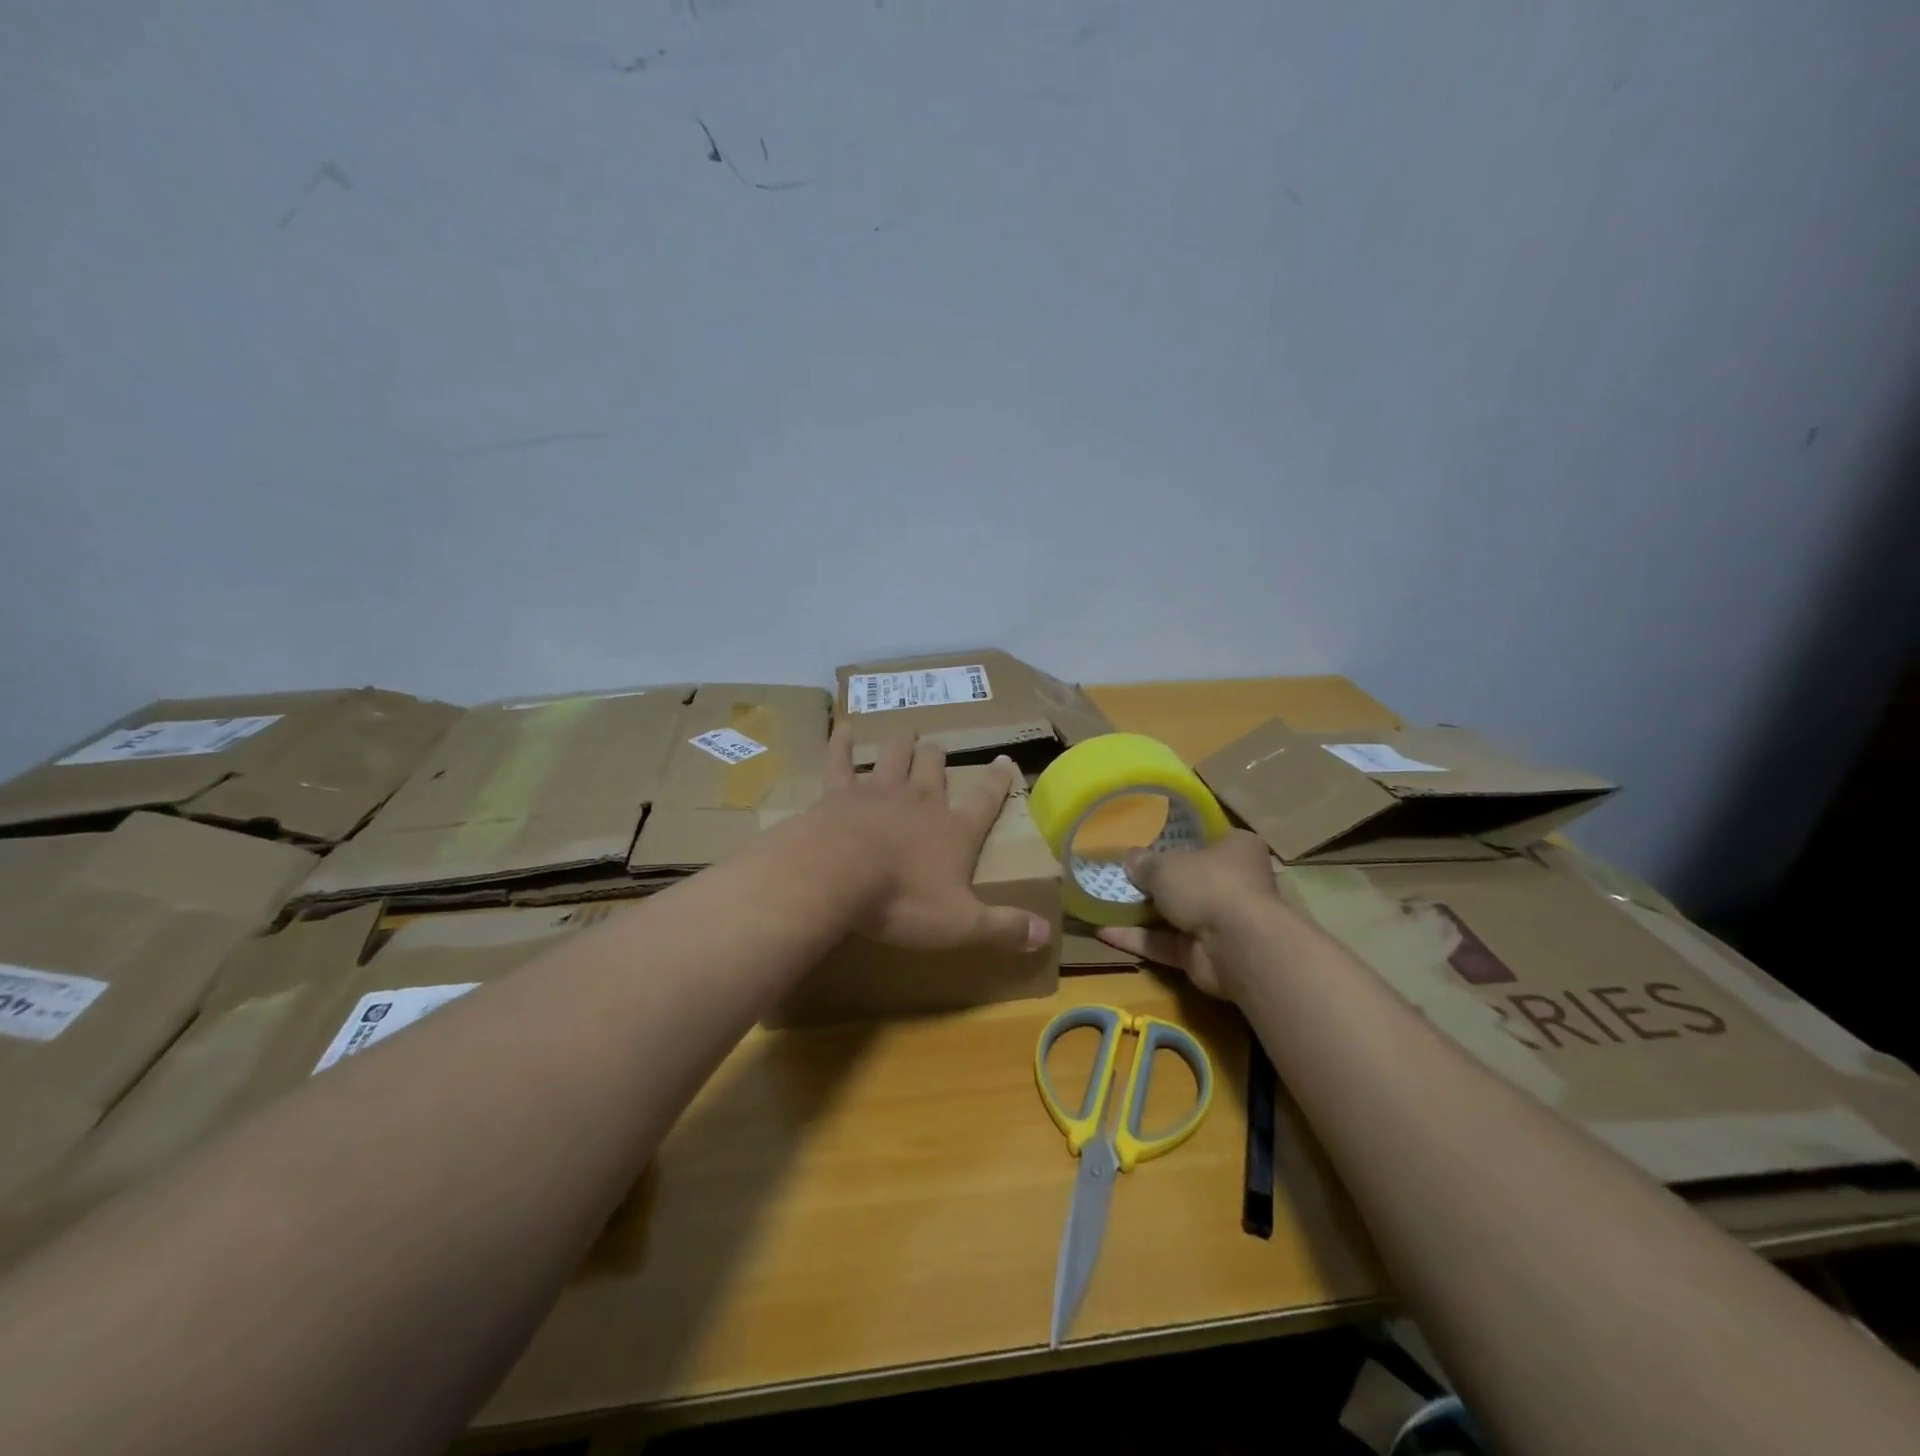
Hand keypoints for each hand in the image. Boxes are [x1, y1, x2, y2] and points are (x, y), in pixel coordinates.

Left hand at [820, 726, 1052, 954]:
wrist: (838, 876)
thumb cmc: (903, 901)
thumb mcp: (960, 924)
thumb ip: (1003, 927)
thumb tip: (1046, 934)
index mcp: (953, 830)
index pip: (985, 800)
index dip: (997, 781)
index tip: (1005, 760)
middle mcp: (920, 801)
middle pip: (933, 768)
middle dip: (937, 756)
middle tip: (937, 748)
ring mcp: (878, 792)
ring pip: (894, 757)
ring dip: (900, 745)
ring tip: (905, 733)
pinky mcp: (839, 793)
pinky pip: (841, 761)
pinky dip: (842, 744)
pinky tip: (843, 729)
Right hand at [1094, 829, 1277, 997]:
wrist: (1235, 945)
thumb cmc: (1208, 884)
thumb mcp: (1166, 864)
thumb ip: (1145, 862)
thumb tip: (1130, 859)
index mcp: (1236, 850)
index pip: (1209, 840)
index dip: (1180, 840)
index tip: (1150, 841)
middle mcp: (1232, 884)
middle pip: (1188, 879)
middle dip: (1154, 881)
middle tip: (1119, 874)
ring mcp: (1218, 923)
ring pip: (1172, 915)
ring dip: (1139, 913)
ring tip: (1100, 902)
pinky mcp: (1201, 956)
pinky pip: (1163, 943)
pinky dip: (1135, 939)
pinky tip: (1100, 931)